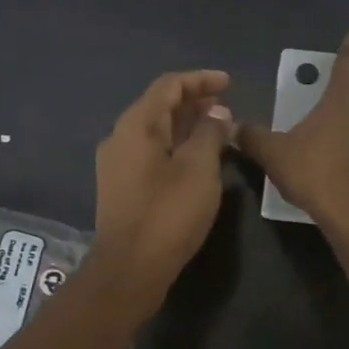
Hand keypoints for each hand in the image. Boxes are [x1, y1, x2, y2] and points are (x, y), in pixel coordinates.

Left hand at [92, 69, 233, 306]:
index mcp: (136, 126)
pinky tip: (198, 159)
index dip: (200, 80)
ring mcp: (118, 164)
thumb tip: (217, 114)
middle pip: (159, 106)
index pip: (168, 86)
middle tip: (227, 107)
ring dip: (187, 125)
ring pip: (156, 131)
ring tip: (218, 130)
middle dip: (194, 102)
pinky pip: (152, 152)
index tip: (229, 82)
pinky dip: (177, 146)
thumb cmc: (168, 214)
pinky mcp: (122, 186)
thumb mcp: (199, 169)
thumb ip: (209, 133)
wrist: (130, 269)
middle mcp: (120, 137)